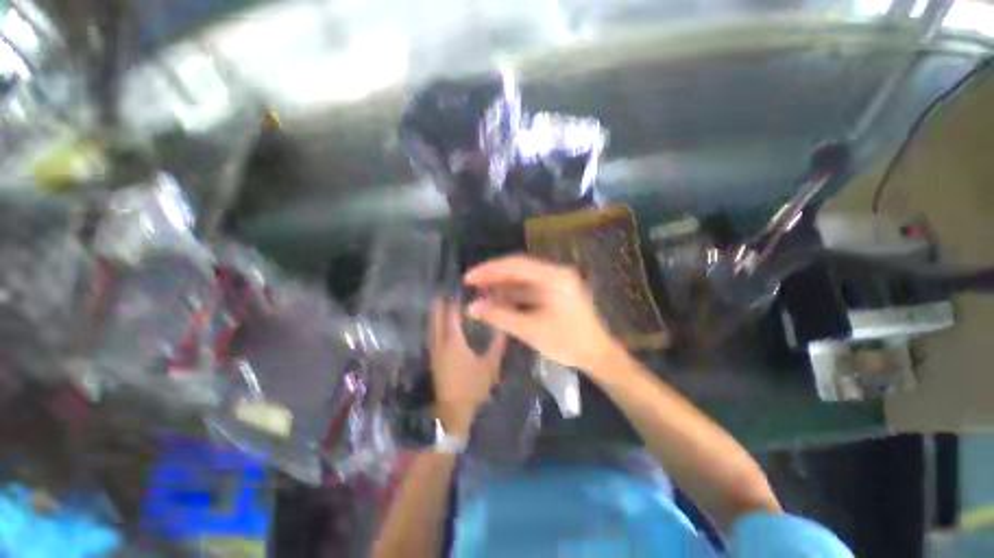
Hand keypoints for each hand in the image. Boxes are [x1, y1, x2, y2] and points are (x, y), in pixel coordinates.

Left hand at [429, 298, 506, 436]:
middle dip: (441, 304)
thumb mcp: (490, 366)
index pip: (451, 315)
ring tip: (442, 303)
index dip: (454, 302)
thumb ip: (497, 346)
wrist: (452, 412)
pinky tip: (441, 325)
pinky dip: (436, 325)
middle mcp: (441, 343)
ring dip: (436, 314)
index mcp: (454, 342)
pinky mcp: (433, 359)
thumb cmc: (472, 387)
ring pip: (432, 326)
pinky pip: (433, 334)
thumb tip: (504, 329)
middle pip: (437, 318)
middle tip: (447, 293)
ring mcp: (435, 351)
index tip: (459, 291)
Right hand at [464, 255, 622, 373]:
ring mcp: (555, 283)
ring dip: (501, 287)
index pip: (516, 266)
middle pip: (518, 270)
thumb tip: (472, 308)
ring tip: (480, 295)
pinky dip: (512, 296)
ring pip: (522, 280)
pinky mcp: (554, 293)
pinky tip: (497, 302)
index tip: (469, 278)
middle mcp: (555, 274)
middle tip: (471, 285)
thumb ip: (500, 316)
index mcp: (554, 277)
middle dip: (493, 277)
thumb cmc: (568, 342)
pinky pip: (528, 290)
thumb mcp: (531, 330)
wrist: (598, 356)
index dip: (489, 270)